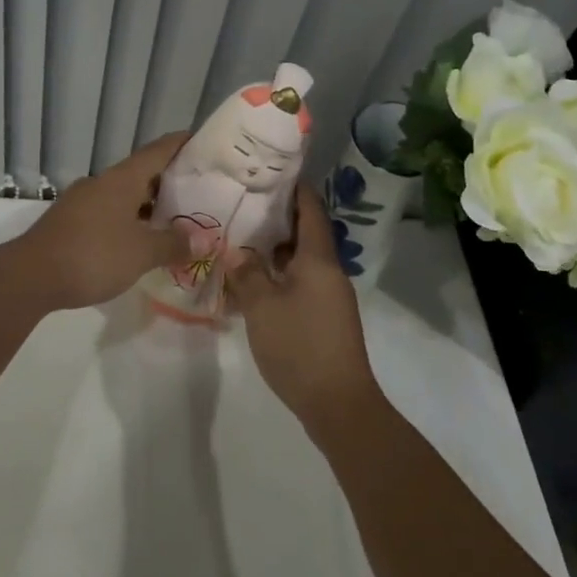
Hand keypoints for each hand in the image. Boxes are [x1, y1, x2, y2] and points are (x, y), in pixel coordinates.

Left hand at [15, 132, 191, 310]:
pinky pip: (108, 213)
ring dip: (148, 204)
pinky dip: (128, 220)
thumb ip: (173, 244)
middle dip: (169, 181)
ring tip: (173, 220)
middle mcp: (102, 182)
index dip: (181, 144)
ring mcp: (82, 201)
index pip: (158, 151)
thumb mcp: (142, 253)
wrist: (30, 277)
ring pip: (123, 195)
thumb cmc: (93, 255)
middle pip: (141, 173)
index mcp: (122, 179)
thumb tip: (203, 239)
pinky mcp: (69, 222)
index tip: (202, 141)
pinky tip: (138, 241)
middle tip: (199, 190)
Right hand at [225, 184, 382, 433]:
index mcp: (318, 259)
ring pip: (301, 260)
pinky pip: (300, 283)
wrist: (339, 404)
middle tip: (244, 204)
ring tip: (241, 239)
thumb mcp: (262, 307)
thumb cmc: (300, 346)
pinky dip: (279, 275)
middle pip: (305, 233)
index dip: (294, 188)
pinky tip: (253, 283)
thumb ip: (247, 273)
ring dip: (275, 249)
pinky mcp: (325, 318)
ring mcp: (329, 296)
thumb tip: (238, 252)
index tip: (271, 171)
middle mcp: (329, 271)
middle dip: (277, 217)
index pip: (310, 209)